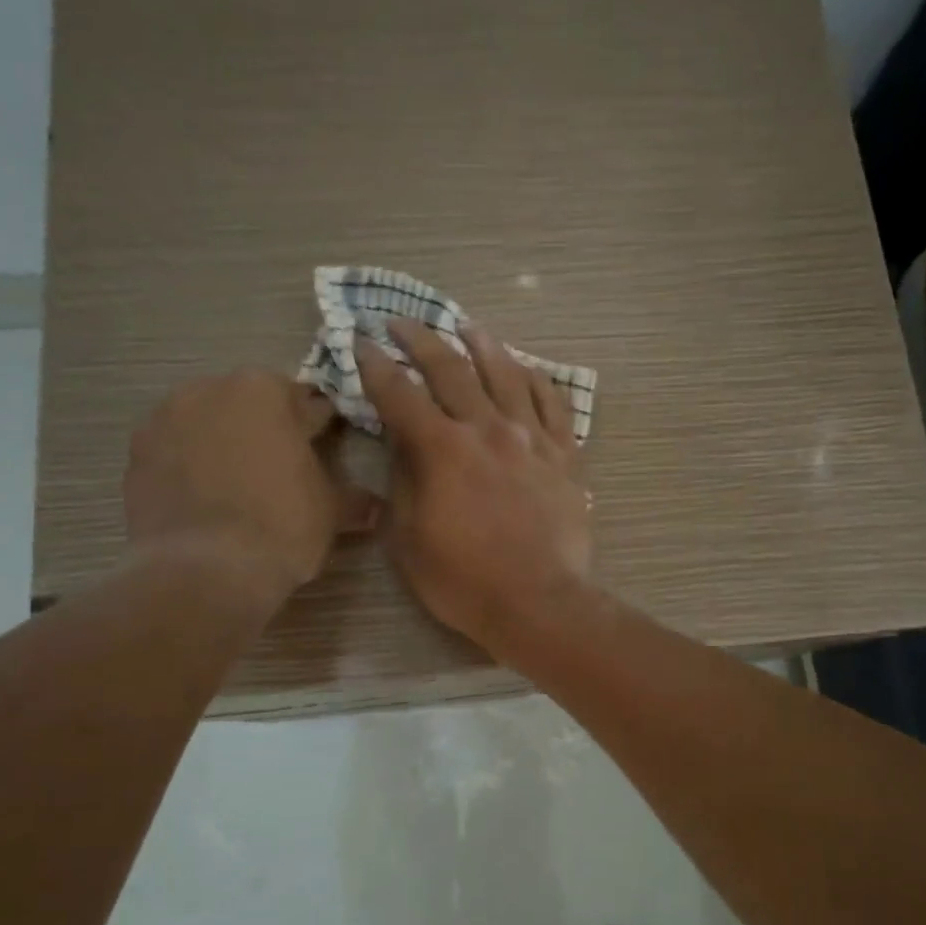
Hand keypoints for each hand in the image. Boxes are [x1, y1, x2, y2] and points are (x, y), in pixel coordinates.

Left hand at [124, 370, 377, 595]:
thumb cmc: (281, 526)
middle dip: (266, 430)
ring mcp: (165, 419)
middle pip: (250, 405)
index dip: (319, 427)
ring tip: (238, 488)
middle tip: (281, 471)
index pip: (305, 402)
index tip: (325, 448)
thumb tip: (374, 506)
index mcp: (265, 390)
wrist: (204, 571)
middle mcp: (210, 390)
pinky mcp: (136, 454)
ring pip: (208, 424)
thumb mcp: (332, 513)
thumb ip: (353, 499)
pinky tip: (205, 501)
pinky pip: (174, 452)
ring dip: (224, 444)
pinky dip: (189, 466)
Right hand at [356, 321, 592, 653]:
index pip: (399, 393)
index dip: (374, 365)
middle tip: (401, 322)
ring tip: (467, 326)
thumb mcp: (409, 537)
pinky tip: (527, 367)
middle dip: (421, 340)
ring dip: (482, 344)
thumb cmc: (464, 580)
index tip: (360, 342)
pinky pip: (554, 403)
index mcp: (442, 449)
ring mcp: (532, 438)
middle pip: (451, 369)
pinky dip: (538, 379)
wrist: (539, 602)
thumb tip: (401, 443)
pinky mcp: (565, 454)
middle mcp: (487, 429)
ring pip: (507, 373)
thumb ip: (402, 481)